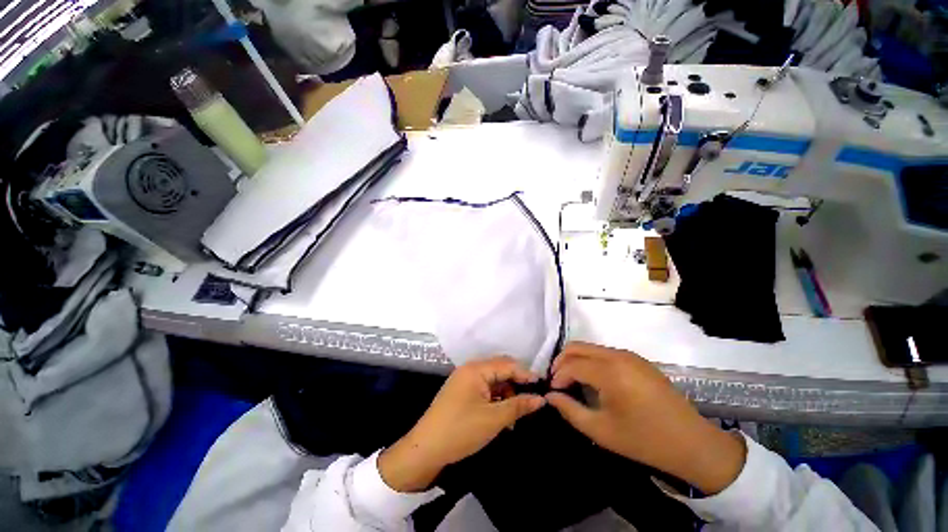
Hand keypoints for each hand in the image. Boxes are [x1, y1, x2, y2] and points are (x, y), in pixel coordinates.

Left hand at [379, 357, 545, 492]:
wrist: (425, 449)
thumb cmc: (461, 430)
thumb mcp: (494, 419)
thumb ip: (518, 405)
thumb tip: (541, 399)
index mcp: (476, 369)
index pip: (507, 364)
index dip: (526, 374)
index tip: (543, 386)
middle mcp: (470, 369)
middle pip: (500, 370)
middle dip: (516, 384)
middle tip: (532, 399)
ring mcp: (464, 381)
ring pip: (493, 382)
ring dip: (506, 394)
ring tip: (518, 414)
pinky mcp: (461, 393)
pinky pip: (484, 390)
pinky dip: (496, 400)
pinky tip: (503, 416)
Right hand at [546, 342, 745, 494]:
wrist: (692, 443)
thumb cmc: (644, 440)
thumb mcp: (601, 431)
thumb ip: (570, 410)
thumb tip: (550, 396)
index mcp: (610, 372)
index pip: (571, 364)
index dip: (558, 376)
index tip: (553, 391)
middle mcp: (618, 356)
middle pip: (577, 347)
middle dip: (562, 361)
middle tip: (558, 381)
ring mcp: (629, 355)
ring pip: (590, 347)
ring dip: (576, 360)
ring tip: (573, 381)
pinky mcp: (637, 359)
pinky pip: (604, 352)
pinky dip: (591, 361)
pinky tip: (593, 380)